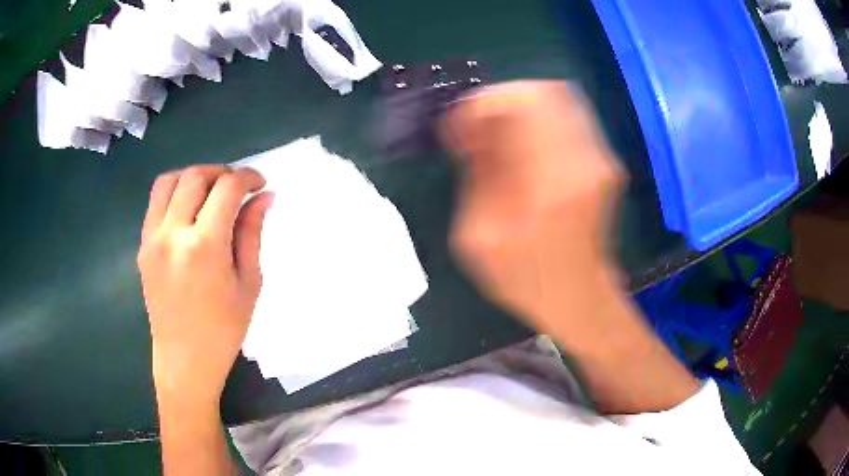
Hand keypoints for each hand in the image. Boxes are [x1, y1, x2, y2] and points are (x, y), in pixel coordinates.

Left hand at [137, 165, 272, 406]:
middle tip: (237, 187)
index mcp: (204, 246)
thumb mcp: (248, 283)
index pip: (226, 188)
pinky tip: (189, 210)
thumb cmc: (223, 330)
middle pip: (196, 176)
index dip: (247, 177)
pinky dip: (175, 193)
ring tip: (210, 190)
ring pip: (169, 181)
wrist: (184, 360)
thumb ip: (252, 233)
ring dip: (194, 176)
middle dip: (222, 172)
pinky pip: (155, 203)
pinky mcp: (142, 246)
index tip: (259, 184)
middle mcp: (173, 234)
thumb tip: (264, 196)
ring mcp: (152, 238)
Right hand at [443, 81, 698, 412]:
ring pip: (558, 97)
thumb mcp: (479, 239)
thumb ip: (475, 176)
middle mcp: (584, 160)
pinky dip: (538, 120)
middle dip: (500, 101)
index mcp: (551, 182)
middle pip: (543, 91)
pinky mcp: (604, 160)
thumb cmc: (527, 280)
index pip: (519, 104)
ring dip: (519, 109)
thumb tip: (470, 130)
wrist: (581, 298)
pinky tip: (521, 147)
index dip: (480, 106)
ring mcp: (601, 158)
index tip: (459, 129)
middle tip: (477, 129)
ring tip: (497, 138)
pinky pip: (567, 116)